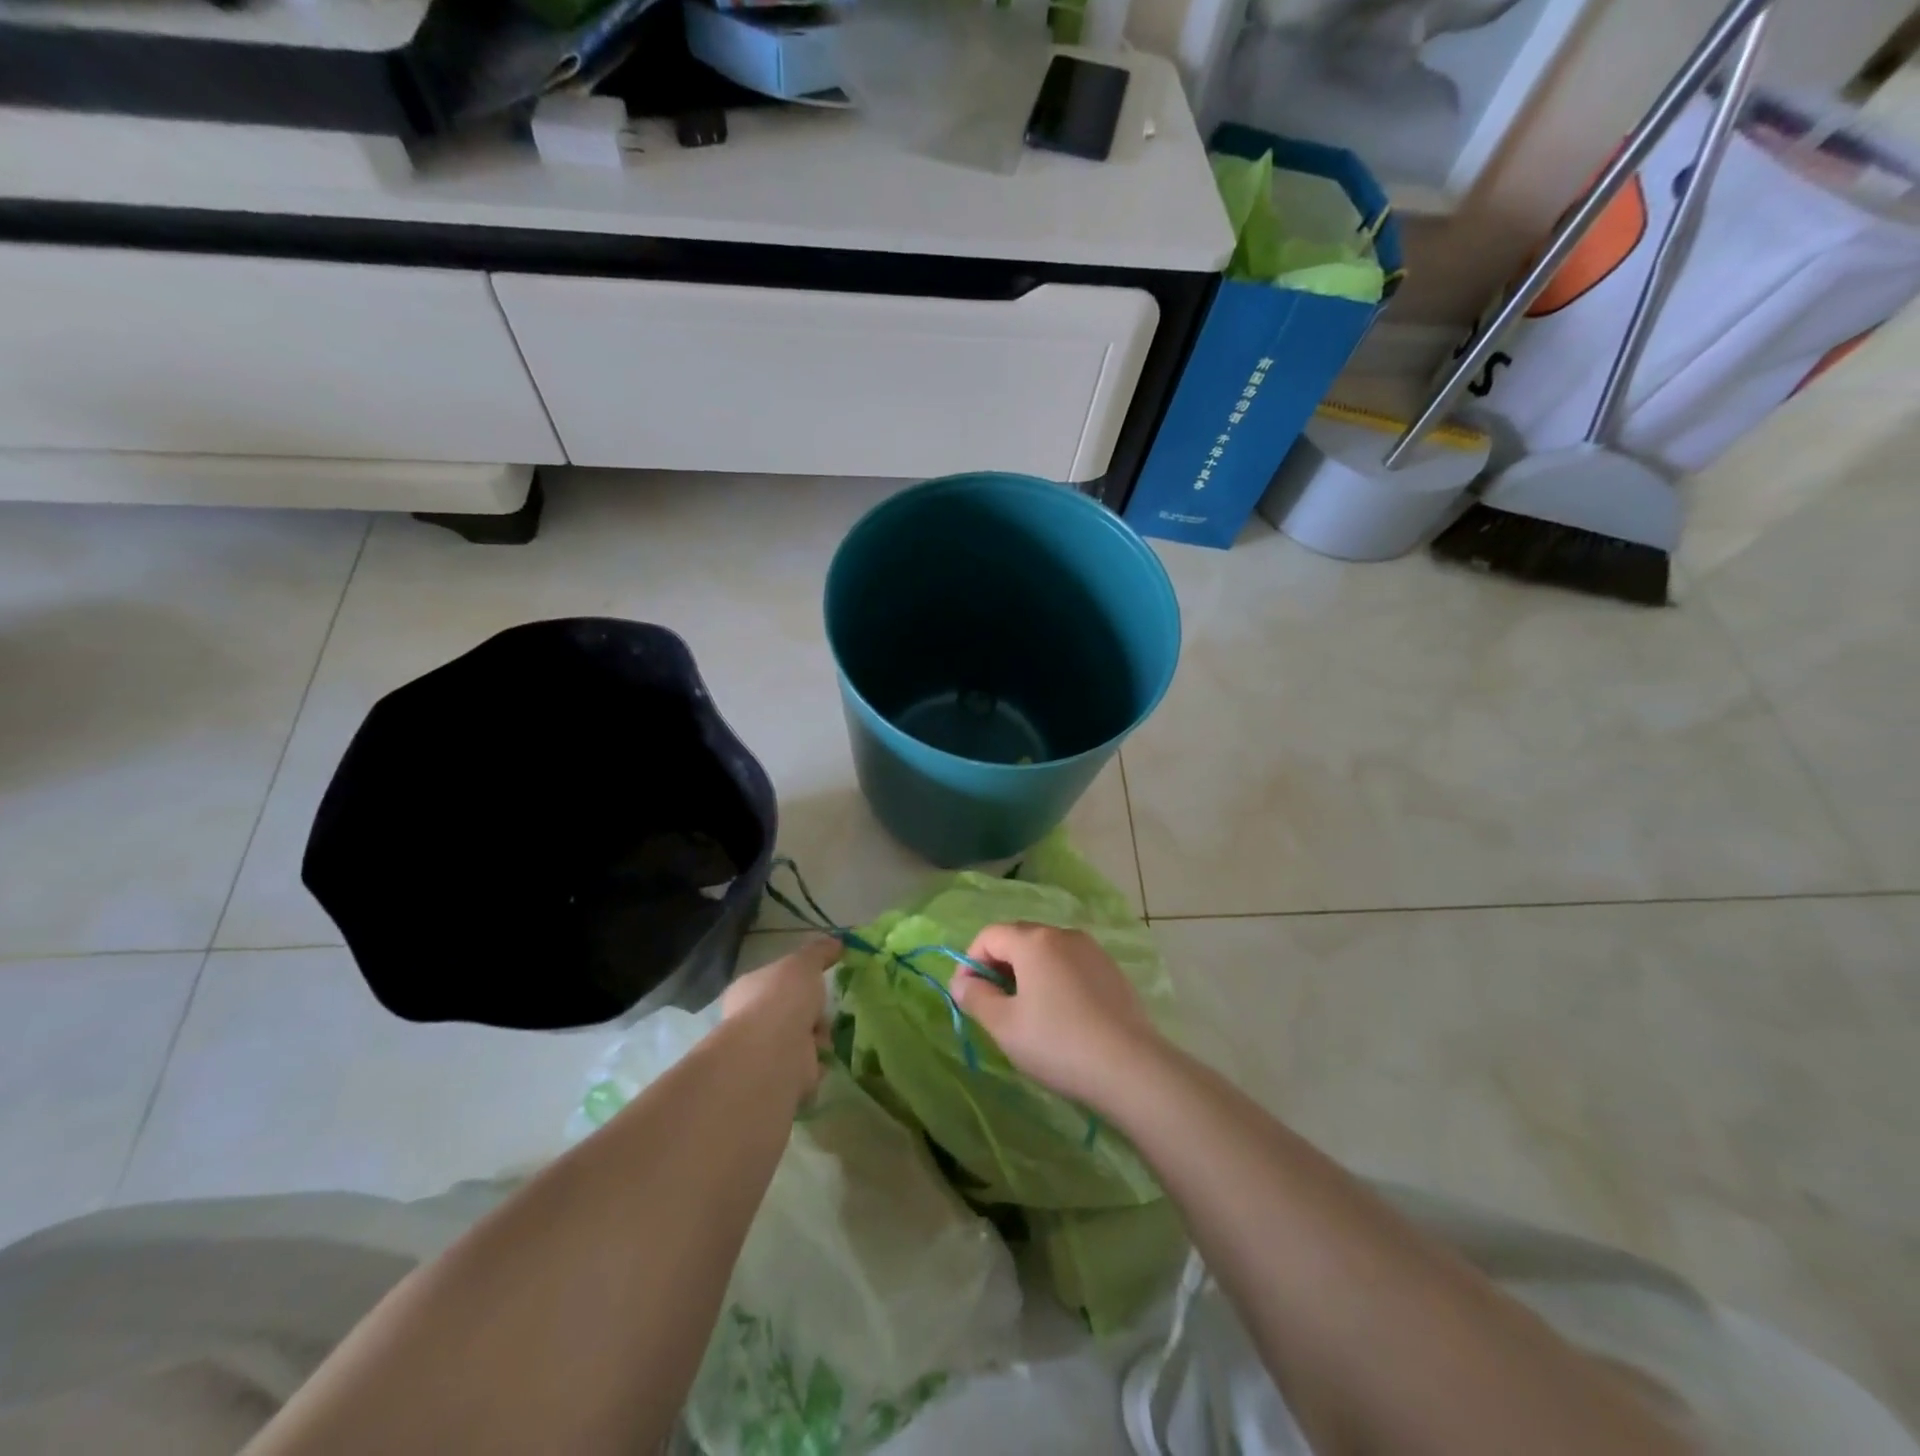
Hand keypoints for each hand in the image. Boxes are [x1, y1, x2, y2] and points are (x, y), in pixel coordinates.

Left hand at [722, 938, 837, 1104]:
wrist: (775, 1052)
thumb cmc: (783, 997)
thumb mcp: (805, 962)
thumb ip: (820, 951)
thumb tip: (837, 941)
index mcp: (748, 990)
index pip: (772, 982)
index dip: (796, 981)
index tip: (817, 980)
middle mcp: (749, 1021)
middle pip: (789, 1012)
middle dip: (810, 1012)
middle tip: (825, 1009)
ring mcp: (763, 1053)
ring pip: (800, 1040)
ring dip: (817, 1038)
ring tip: (823, 1036)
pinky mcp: (779, 1079)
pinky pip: (807, 1067)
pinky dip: (817, 1064)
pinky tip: (821, 1058)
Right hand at [951, 923, 1164, 1110]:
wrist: (1131, 1068)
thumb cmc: (1058, 1043)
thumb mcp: (1004, 1026)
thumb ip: (975, 998)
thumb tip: (962, 982)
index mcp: (1034, 941)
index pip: (989, 935)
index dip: (970, 961)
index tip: (966, 996)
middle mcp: (1064, 934)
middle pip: (1018, 939)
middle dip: (998, 966)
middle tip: (992, 1005)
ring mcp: (1092, 950)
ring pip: (1046, 951)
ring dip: (1026, 973)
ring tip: (1025, 1012)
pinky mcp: (1112, 970)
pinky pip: (1070, 965)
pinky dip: (1054, 979)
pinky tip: (1060, 1015)